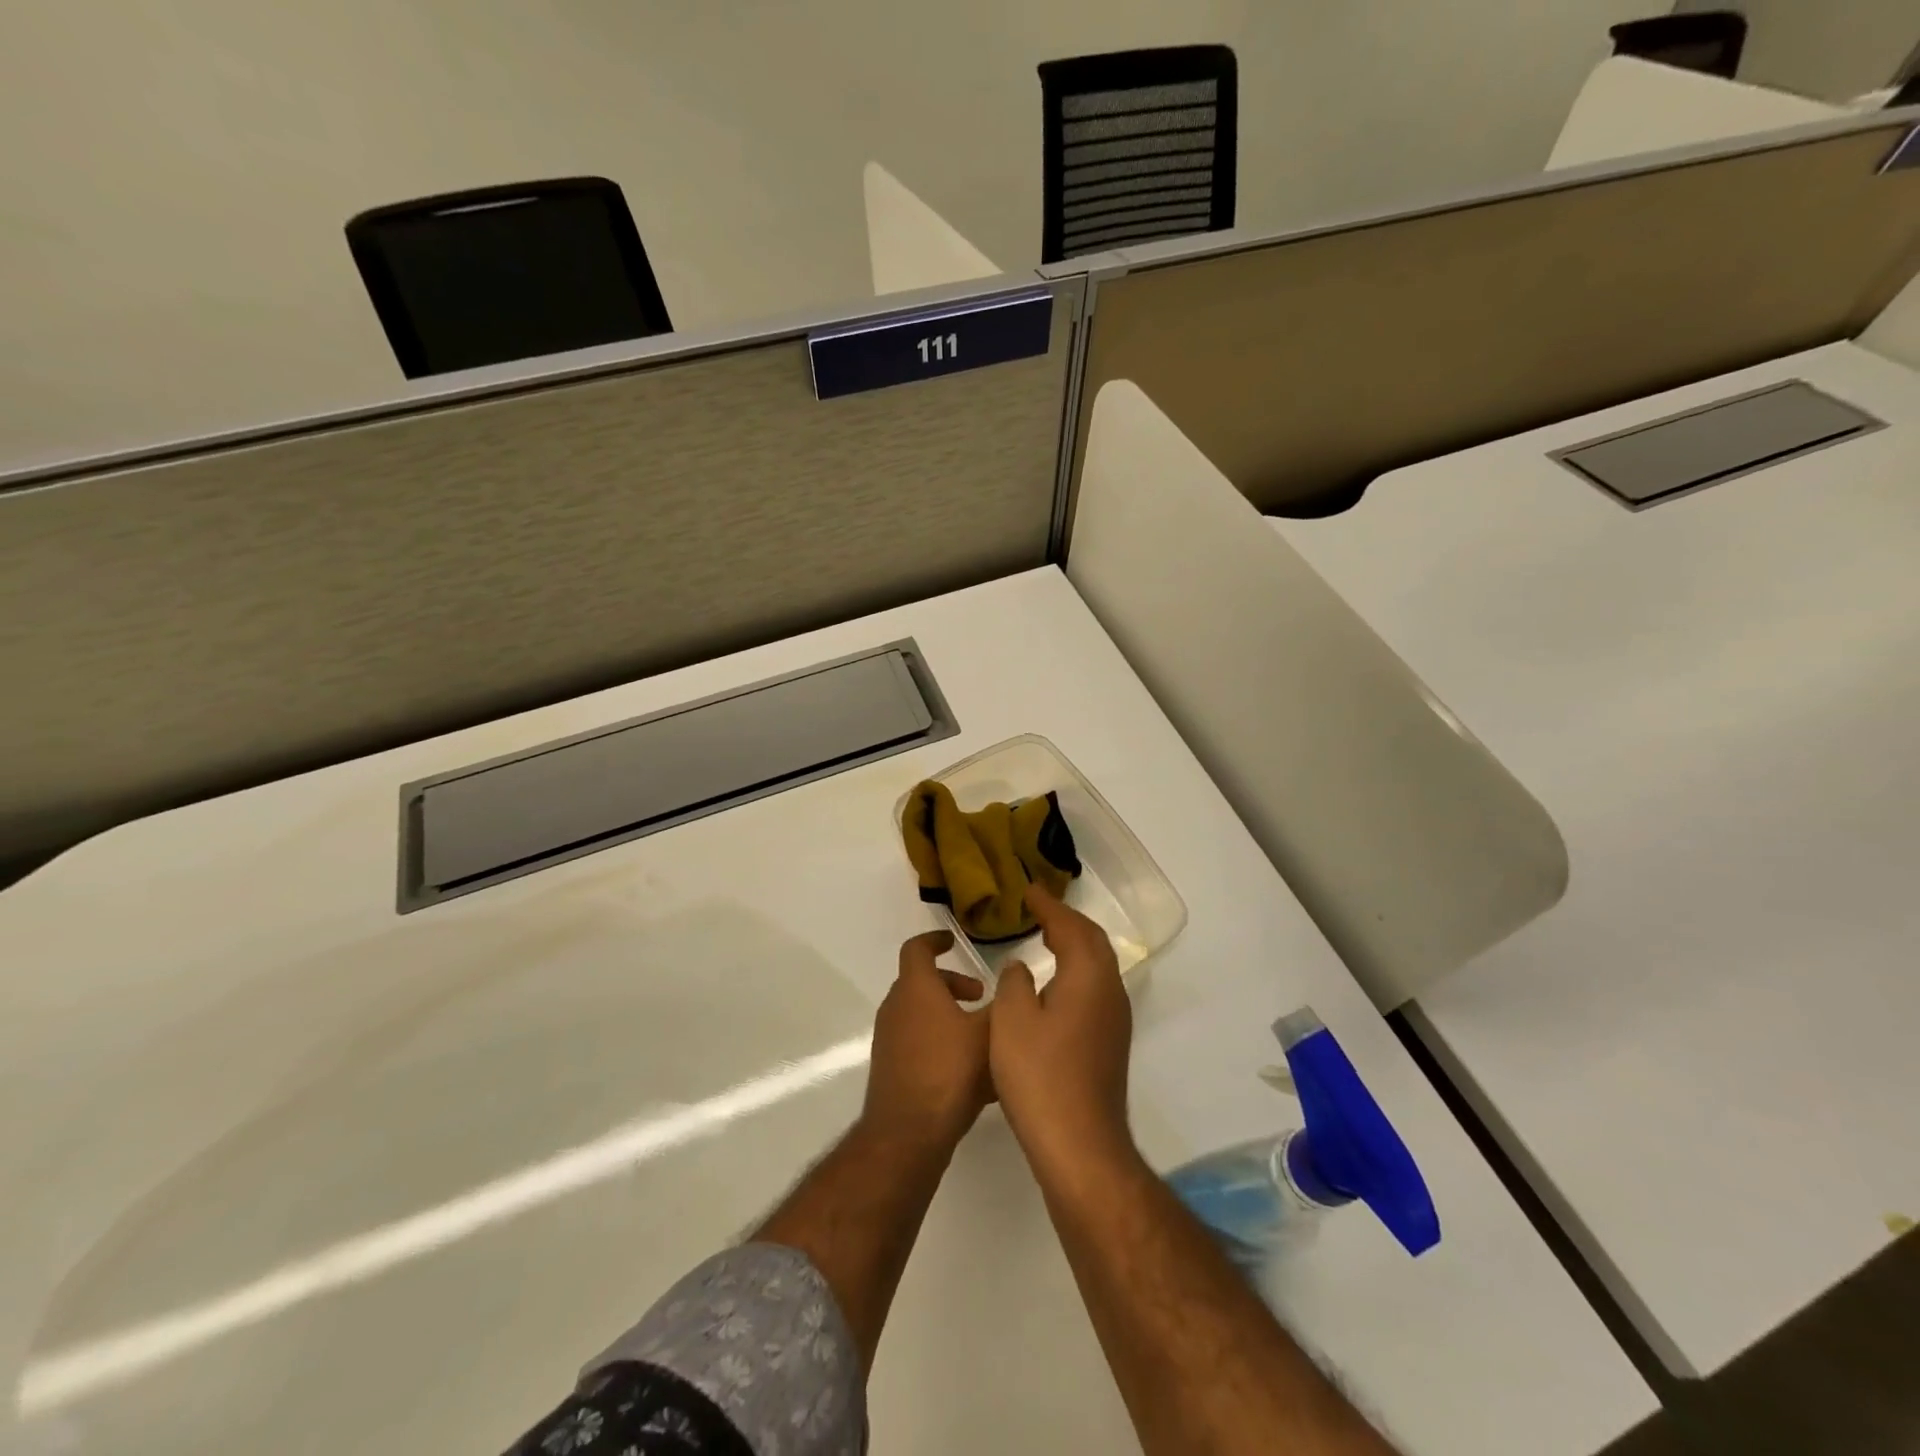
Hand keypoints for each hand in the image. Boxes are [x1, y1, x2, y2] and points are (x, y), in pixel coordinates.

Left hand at [861, 930, 991, 1153]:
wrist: (908, 1132)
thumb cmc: (950, 1070)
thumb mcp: (989, 1033)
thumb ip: (1003, 1005)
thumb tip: (1013, 984)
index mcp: (916, 988)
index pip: (917, 948)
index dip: (935, 940)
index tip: (953, 940)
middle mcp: (896, 1006)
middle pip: (921, 982)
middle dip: (951, 984)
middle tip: (980, 996)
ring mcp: (889, 1038)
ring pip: (919, 1012)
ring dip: (946, 1013)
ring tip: (978, 1033)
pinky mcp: (890, 1066)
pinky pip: (916, 1039)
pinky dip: (938, 1038)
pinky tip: (966, 1066)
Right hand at [989, 883, 1133, 1173]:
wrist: (1080, 1145)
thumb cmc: (1040, 1075)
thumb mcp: (1012, 1020)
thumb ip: (1015, 982)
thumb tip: (1022, 967)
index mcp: (1089, 977)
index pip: (1071, 926)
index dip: (1049, 906)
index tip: (1029, 891)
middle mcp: (1110, 991)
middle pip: (1093, 942)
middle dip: (1067, 920)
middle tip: (1040, 909)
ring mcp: (1114, 1020)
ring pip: (1097, 966)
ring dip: (1074, 945)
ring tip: (1047, 937)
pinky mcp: (1110, 1043)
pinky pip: (1094, 988)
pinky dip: (1075, 971)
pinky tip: (1055, 985)